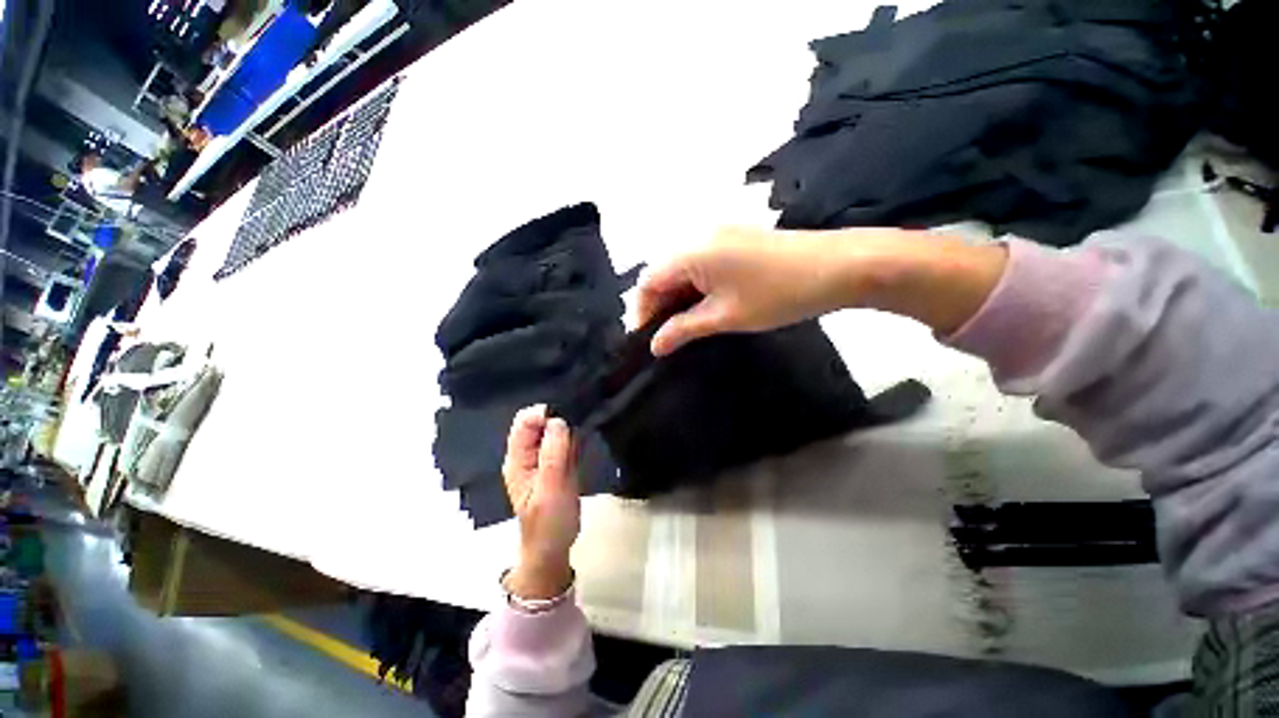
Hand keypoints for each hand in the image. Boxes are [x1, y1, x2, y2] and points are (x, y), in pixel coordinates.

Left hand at [502, 406, 579, 599]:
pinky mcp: (561, 462)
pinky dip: (576, 435)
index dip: (542, 415)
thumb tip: (558, 421)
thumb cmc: (548, 524)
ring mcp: (545, 458)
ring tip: (584, 427)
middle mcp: (529, 454)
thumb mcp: (550, 491)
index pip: (524, 423)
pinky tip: (586, 435)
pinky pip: (567, 441)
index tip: (565, 418)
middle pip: (540, 422)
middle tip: (578, 422)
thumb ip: (553, 455)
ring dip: (569, 425)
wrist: (554, 548)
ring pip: (556, 429)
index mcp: (518, 460)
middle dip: (558, 417)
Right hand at [638, 226, 1007, 354]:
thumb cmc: (777, 295)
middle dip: (658, 305)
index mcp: (691, 251)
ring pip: (682, 268)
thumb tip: (655, 344)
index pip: (649, 281)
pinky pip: (701, 263)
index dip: (641, 310)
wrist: (838, 267)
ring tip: (680, 326)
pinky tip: (701, 305)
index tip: (645, 339)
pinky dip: (694, 285)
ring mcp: (718, 234)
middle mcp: (698, 236)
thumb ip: (684, 328)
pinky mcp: (734, 239)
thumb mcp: (725, 316)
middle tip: (663, 336)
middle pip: (663, 272)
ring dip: (676, 296)